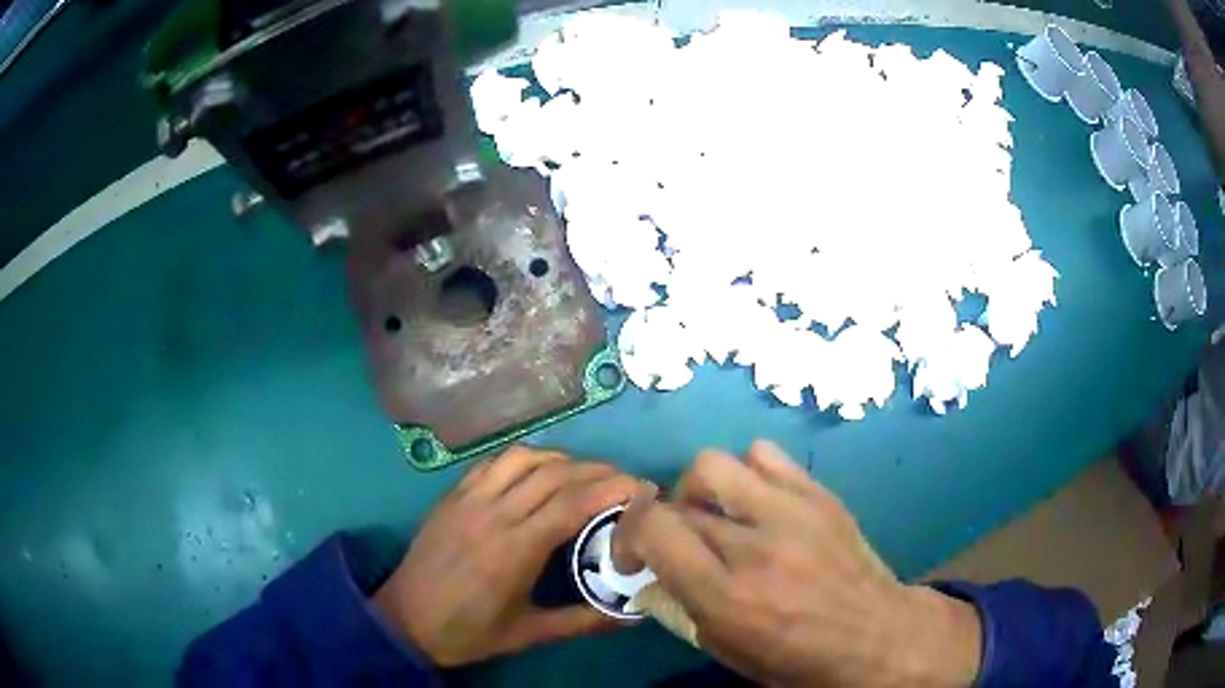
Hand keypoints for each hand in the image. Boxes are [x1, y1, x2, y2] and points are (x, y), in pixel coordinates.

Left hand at [373, 446, 650, 666]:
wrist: (406, 621)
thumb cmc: (469, 632)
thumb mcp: (529, 634)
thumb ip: (583, 622)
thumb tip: (634, 614)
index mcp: (515, 549)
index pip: (573, 503)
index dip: (613, 489)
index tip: (643, 489)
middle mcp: (494, 514)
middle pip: (555, 474)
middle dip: (599, 470)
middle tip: (626, 481)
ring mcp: (469, 499)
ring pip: (524, 458)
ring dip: (562, 460)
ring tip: (586, 476)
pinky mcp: (452, 495)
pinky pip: (493, 462)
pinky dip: (524, 459)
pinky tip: (537, 473)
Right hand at [617, 440, 981, 687]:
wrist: (876, 636)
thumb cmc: (796, 658)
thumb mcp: (726, 649)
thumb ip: (678, 608)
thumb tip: (647, 574)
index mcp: (726, 595)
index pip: (653, 529)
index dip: (628, 533)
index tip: (635, 552)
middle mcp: (754, 546)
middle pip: (680, 500)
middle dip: (666, 520)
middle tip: (681, 541)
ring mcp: (791, 512)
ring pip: (714, 464)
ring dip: (700, 489)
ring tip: (716, 513)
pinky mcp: (819, 495)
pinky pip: (765, 456)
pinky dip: (747, 473)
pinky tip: (757, 501)